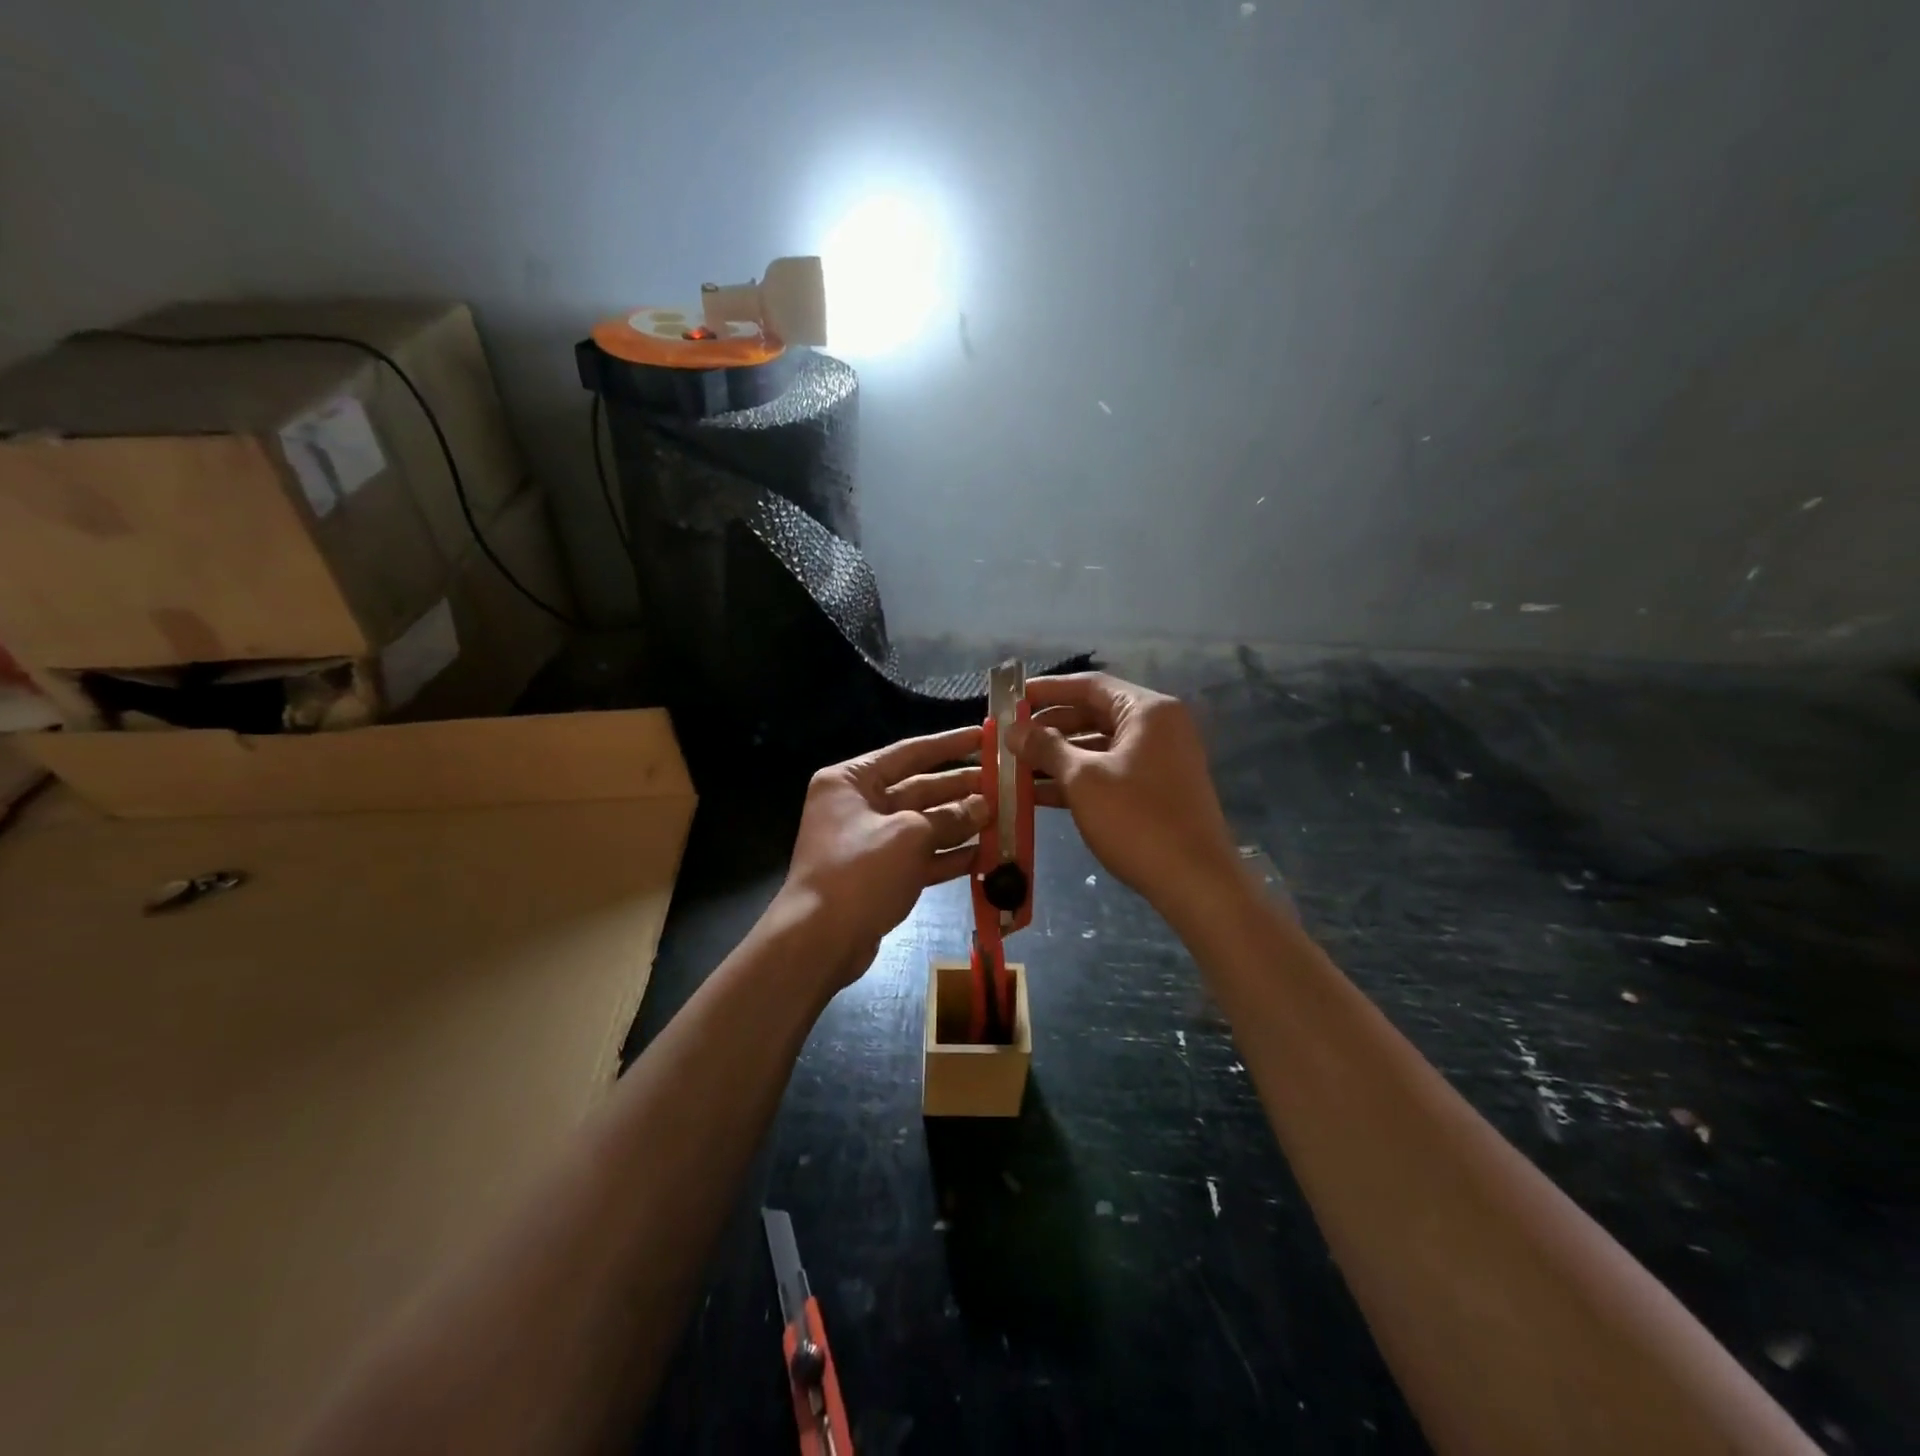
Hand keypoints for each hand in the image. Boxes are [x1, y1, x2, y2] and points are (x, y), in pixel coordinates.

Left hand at [777, 725, 987, 988]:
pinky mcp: (880, 876)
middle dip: (961, 789)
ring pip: (924, 825)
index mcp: (852, 781)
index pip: (908, 752)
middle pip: (919, 789)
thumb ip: (950, 817)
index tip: (984, 736)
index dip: (949, 744)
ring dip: (961, 824)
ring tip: (1003, 818)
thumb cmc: (860, 872)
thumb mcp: (909, 836)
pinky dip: (949, 856)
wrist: (820, 941)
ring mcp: (870, 843)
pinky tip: (986, 855)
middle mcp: (858, 805)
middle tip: (1004, 784)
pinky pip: (921, 857)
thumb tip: (983, 806)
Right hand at [1010, 673, 1239, 918]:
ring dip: (1058, 757)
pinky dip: (1077, 779)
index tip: (1012, 698)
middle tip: (1009, 737)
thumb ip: (1046, 748)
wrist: (1195, 882)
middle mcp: (1158, 727)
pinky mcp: (1156, 790)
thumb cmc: (1137, 819)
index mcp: (1147, 711)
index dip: (1047, 690)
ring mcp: (1159, 760)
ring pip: (1099, 747)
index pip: (1090, 685)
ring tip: (1015, 767)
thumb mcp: (1083, 780)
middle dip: (1049, 727)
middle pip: (1094, 714)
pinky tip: (1038, 794)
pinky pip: (1109, 772)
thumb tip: (1013, 729)